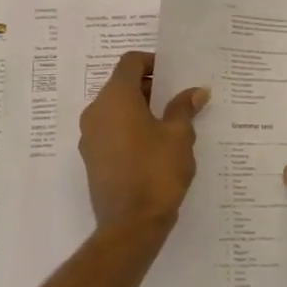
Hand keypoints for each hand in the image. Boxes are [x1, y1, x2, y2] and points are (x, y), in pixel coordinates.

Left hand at [78, 51, 208, 234]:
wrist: (130, 224)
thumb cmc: (156, 171)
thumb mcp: (178, 136)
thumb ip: (184, 109)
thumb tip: (196, 92)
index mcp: (116, 98)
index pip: (130, 62)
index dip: (152, 62)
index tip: (173, 75)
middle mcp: (96, 111)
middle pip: (120, 85)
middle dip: (149, 88)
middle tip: (176, 99)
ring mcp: (89, 136)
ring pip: (114, 109)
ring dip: (138, 109)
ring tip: (168, 124)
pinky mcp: (91, 158)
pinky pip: (109, 131)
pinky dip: (128, 129)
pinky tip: (152, 146)